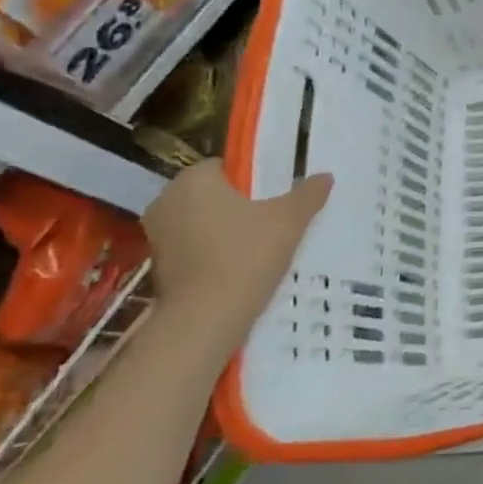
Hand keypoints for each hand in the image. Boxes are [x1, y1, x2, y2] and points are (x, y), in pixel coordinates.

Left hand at [142, 162, 332, 325]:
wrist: (206, 318)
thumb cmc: (246, 255)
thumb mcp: (290, 220)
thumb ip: (308, 194)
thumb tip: (325, 176)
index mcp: (193, 180)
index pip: (225, 166)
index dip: (253, 178)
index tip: (276, 195)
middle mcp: (166, 200)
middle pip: (212, 193)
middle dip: (239, 203)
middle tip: (274, 218)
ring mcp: (157, 234)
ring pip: (202, 220)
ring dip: (226, 228)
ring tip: (261, 243)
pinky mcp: (158, 264)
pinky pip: (194, 246)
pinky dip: (214, 251)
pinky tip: (241, 265)